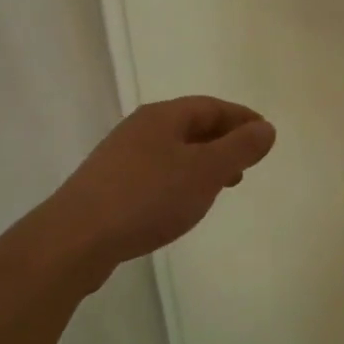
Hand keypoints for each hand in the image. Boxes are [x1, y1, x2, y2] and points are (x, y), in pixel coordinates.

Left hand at [50, 96, 275, 276]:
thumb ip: (239, 148)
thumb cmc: (148, 197)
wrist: (77, 237)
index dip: (241, 118)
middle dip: (223, 141)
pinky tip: (183, 203)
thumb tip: (266, 128)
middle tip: (248, 162)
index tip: (265, 134)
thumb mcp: (205, 171)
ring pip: (173, 150)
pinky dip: (181, 180)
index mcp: (163, 117)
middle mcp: (140, 129)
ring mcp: (121, 157)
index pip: (211, 106)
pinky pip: (157, 172)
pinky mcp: (110, 186)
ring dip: (203, 162)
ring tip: (222, 186)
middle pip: (191, 125)